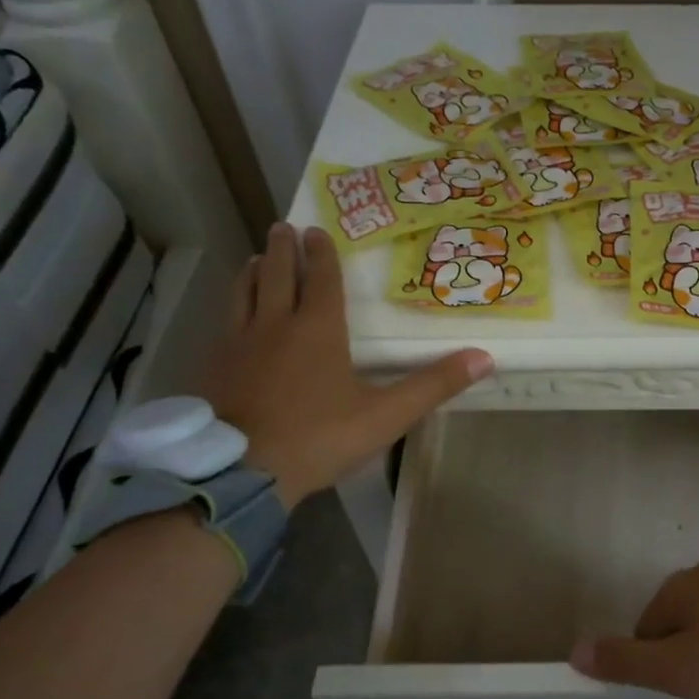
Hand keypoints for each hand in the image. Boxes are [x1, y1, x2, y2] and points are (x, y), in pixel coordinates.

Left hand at [199, 224, 491, 505]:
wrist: (242, 470)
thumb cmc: (319, 437)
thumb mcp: (387, 415)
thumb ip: (433, 385)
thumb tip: (485, 357)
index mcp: (318, 330)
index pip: (321, 280)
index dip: (321, 255)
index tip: (316, 231)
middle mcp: (276, 325)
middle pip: (278, 276)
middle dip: (283, 250)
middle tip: (283, 227)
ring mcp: (239, 344)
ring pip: (244, 294)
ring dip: (253, 272)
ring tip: (256, 259)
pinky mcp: (214, 367)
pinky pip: (223, 324)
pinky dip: (231, 307)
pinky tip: (231, 317)